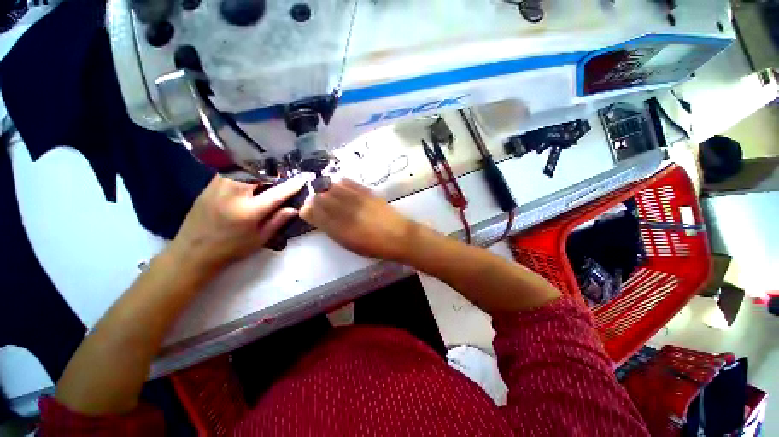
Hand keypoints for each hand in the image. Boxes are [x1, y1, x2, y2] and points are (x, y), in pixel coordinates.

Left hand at [169, 175, 305, 274]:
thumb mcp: (259, 239)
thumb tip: (294, 208)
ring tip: (266, 175)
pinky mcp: (209, 186)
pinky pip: (230, 171)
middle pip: (258, 173)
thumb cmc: (231, 249)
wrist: (193, 252)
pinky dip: (243, 171)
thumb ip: (277, 221)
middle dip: (273, 172)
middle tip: (282, 176)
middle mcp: (233, 194)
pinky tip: (248, 178)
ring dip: (258, 169)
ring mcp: (218, 187)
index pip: (277, 193)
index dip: (292, 185)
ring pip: (243, 168)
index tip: (303, 177)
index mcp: (249, 211)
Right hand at [300, 178, 417, 261]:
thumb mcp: (350, 244)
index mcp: (340, 229)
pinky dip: (341, 183)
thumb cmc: (375, 246)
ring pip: (333, 188)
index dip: (308, 210)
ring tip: (327, 192)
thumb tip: (318, 218)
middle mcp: (346, 212)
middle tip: (316, 201)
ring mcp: (358, 200)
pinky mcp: (368, 193)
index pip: (315, 214)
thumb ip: (333, 231)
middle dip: (315, 199)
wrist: (400, 236)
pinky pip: (350, 183)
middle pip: (322, 198)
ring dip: (326, 189)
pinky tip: (339, 184)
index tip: (306, 210)